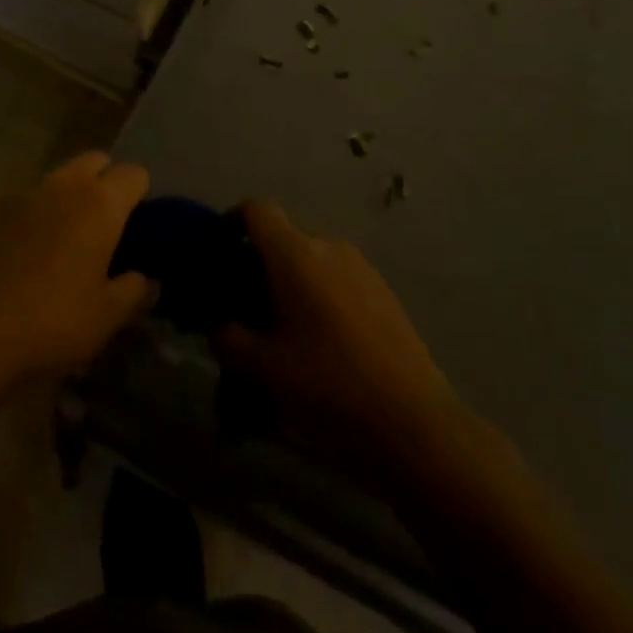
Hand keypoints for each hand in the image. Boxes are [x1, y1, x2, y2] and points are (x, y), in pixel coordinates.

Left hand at [0, 152, 152, 390]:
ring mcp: (21, 194)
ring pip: (57, 178)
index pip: (134, 174)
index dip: (141, 195)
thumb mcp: (105, 319)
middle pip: (95, 161)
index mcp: (100, 204)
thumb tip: (145, 277)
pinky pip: (24, 200)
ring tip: (62, 242)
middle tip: (104, 227)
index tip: (138, 227)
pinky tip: (22, 255)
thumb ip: (133, 291)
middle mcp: (63, 186)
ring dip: (68, 197)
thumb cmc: (48, 324)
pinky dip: (33, 215)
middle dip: (105, 182)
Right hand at [215, 201, 459, 460]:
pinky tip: (319, 344)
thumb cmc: (328, 387)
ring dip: (290, 285)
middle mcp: (328, 247)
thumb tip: (217, 324)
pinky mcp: (383, 291)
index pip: (256, 210)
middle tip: (245, 309)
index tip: (219, 252)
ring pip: (311, 262)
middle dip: (258, 266)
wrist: (414, 423)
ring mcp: (361, 267)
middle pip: (283, 238)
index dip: (232, 222)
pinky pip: (337, 279)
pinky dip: (318, 297)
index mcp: (295, 254)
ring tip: (282, 333)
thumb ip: (228, 339)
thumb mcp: (263, 369)